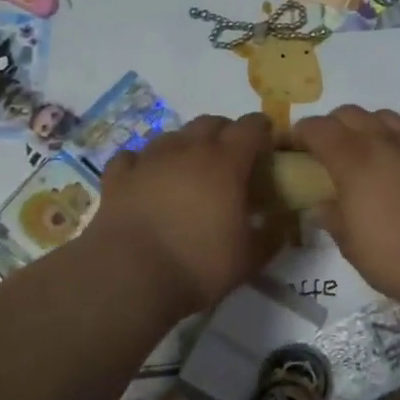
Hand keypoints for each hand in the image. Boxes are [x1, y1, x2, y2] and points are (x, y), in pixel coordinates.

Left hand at [88, 113, 280, 317]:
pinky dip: (143, 163)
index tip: (266, 144)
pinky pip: (133, 157)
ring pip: (172, 135)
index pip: (251, 127)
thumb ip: (271, 236)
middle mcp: (188, 150)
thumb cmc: (199, 265)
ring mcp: (149, 159)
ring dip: (186, 146)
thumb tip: (281, 224)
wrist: (130, 276)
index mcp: (226, 163)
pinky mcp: (119, 177)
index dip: (262, 130)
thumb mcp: (250, 259)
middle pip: (210, 122)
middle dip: (225, 133)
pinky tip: (146, 179)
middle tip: (230, 159)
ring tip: (188, 170)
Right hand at [293, 106, 399, 309]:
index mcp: (352, 160)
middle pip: (350, 114)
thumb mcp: (349, 243)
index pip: (317, 128)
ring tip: (366, 148)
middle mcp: (383, 142)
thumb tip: (321, 205)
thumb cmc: (393, 258)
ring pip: (386, 116)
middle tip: (325, 149)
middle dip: (332, 125)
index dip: (300, 133)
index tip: (292, 146)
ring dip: (369, 125)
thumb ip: (331, 216)